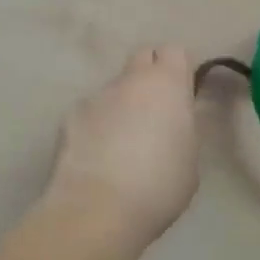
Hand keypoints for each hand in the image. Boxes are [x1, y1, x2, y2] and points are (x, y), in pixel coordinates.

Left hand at [45, 47, 199, 245]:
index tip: (181, 94)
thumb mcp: (190, 157)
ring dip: (121, 106)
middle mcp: (130, 80)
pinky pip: (91, 113)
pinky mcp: (69, 117)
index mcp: (167, 84)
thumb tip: (175, 117)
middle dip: (149, 77)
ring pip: (115, 89)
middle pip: (142, 58)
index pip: (174, 50)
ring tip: (121, 147)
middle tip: (155, 113)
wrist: (97, 209)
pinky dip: (96, 127)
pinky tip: (97, 159)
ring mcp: (96, 96)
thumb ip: (184, 126)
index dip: (178, 69)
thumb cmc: (158, 185)